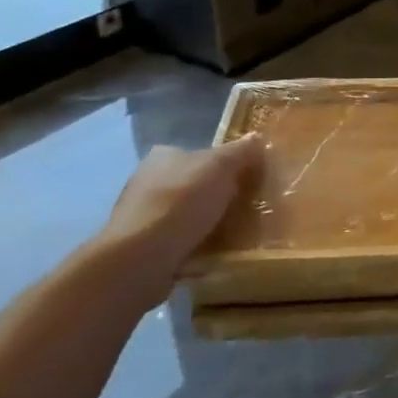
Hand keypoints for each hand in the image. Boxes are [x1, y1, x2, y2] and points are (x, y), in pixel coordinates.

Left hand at [95, 135, 262, 305]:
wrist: (141, 259)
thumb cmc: (181, 203)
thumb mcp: (220, 167)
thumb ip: (240, 152)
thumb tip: (256, 138)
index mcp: (163, 157)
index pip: (199, 155)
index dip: (225, 167)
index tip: (246, 183)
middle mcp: (147, 182)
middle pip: (194, 186)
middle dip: (217, 197)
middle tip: (246, 211)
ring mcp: (142, 217)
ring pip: (186, 216)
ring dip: (207, 225)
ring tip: (235, 237)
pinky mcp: (142, 249)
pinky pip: (179, 244)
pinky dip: (195, 248)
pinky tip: (212, 257)